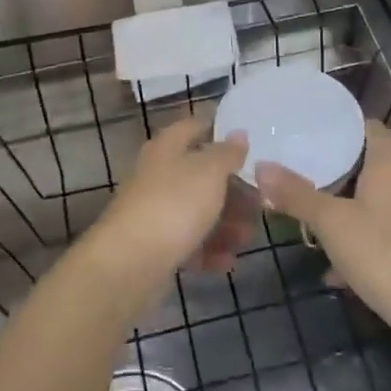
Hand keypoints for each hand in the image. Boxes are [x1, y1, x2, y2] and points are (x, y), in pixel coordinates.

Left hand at [90, 115, 250, 284]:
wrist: (130, 264)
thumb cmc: (174, 205)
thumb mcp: (209, 172)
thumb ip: (228, 152)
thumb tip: (238, 133)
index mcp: (167, 148)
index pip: (195, 126)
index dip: (220, 130)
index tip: (251, 142)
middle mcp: (159, 175)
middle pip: (201, 174)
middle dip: (233, 189)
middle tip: (260, 202)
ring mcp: (156, 211)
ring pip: (198, 210)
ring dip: (226, 223)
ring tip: (248, 237)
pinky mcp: (156, 246)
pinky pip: (189, 242)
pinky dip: (210, 250)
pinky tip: (228, 260)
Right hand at [255, 120, 390, 335]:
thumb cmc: (384, 254)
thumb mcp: (332, 222)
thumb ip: (297, 195)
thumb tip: (261, 165)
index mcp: (388, 171)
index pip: (375, 131)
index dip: (352, 124)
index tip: (321, 125)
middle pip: (371, 170)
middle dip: (338, 171)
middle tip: (302, 171)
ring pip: (372, 210)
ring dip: (344, 214)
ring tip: (309, 220)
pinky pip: (377, 245)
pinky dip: (355, 252)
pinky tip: (332, 273)